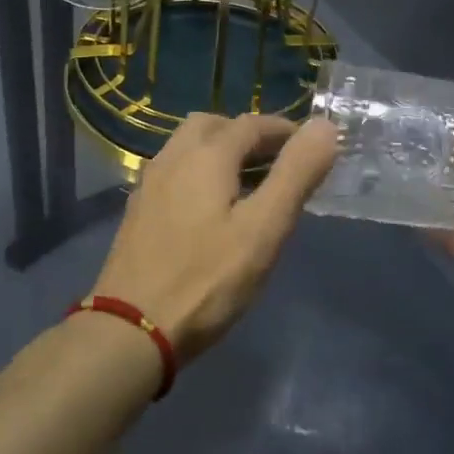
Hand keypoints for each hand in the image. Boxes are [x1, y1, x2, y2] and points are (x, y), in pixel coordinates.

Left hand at [92, 113, 340, 360]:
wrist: (129, 329)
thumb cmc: (207, 280)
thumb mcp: (264, 229)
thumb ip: (295, 174)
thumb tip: (324, 126)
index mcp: (205, 155)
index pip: (251, 124)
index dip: (284, 129)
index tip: (310, 146)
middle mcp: (172, 158)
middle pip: (212, 126)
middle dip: (247, 134)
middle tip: (276, 160)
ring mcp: (149, 184)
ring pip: (187, 147)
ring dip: (220, 151)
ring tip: (248, 183)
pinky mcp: (138, 211)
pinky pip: (174, 172)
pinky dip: (198, 172)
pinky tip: (210, 208)